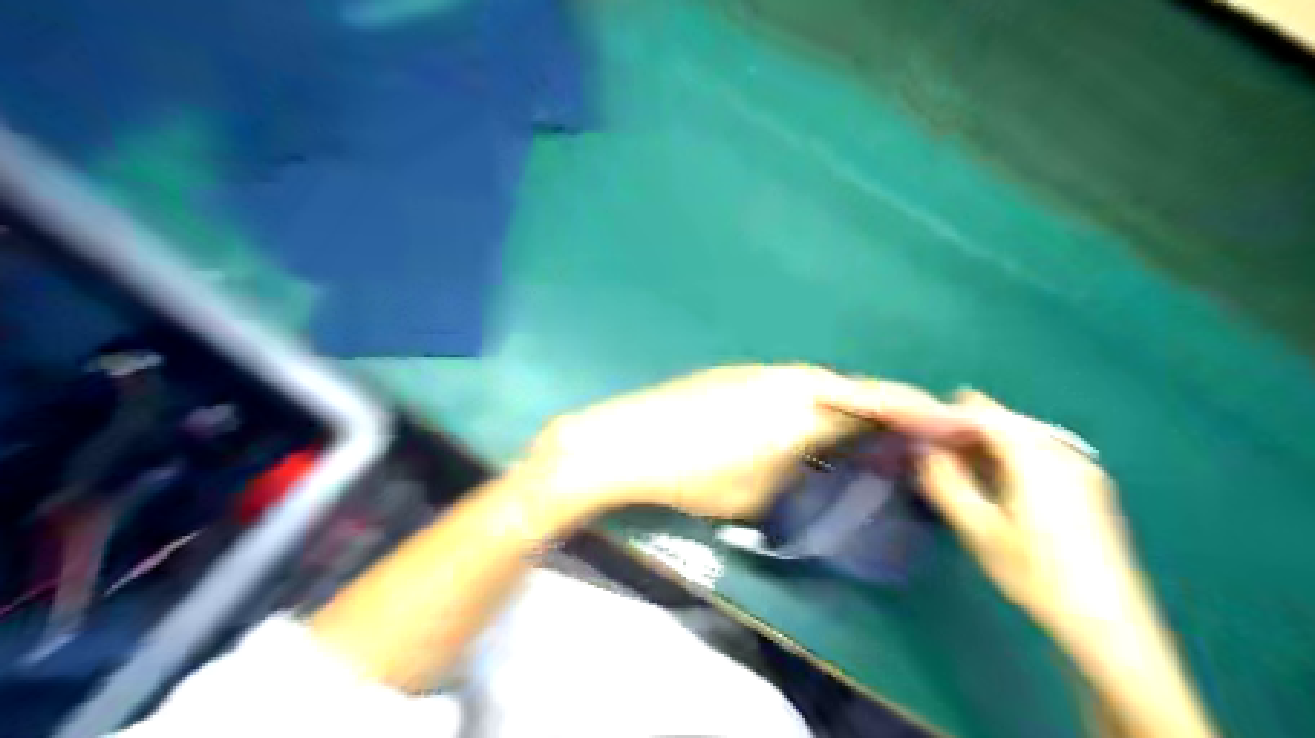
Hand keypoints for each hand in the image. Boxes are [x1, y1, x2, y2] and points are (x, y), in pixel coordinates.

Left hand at [527, 366, 963, 522]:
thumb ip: (802, 477)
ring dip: (853, 406)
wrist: (629, 441)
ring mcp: (762, 373)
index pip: (880, 404)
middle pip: (856, 390)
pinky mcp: (738, 376)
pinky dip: (818, 403)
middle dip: (892, 409)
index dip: (921, 414)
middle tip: (914, 434)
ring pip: (825, 386)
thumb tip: (826, 471)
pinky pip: (796, 387)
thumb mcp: (759, 492)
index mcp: (805, 405)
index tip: (954, 424)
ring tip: (869, 433)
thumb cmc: (696, 474)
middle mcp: (791, 378)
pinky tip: (811, 425)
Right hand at [825, 390, 1217, 735]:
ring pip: (1022, 437)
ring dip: (986, 445)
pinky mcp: (1089, 489)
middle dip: (965, 430)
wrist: (1110, 625)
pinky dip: (1009, 458)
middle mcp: (1062, 452)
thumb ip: (947, 482)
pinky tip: (994, 484)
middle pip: (1005, 421)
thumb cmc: (1037, 575)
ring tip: (954, 467)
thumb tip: (924, 450)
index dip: (947, 415)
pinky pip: (1039, 454)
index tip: (916, 428)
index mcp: (1036, 458)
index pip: (984, 414)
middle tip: (931, 452)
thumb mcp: (980, 531)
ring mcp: (1081, 470)